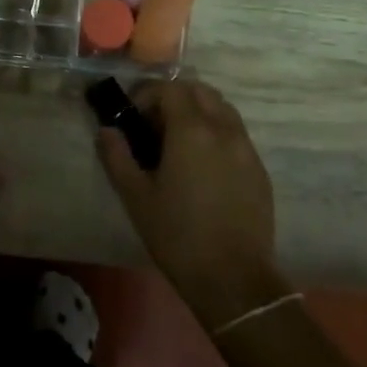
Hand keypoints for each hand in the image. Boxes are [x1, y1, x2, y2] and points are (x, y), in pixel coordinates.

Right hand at [94, 78, 289, 329]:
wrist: (233, 278)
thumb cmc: (177, 234)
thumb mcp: (136, 196)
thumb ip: (117, 156)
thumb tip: (107, 131)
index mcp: (192, 130)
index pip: (170, 88)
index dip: (147, 95)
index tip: (133, 118)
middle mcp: (224, 129)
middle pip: (200, 91)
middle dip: (174, 98)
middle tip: (154, 127)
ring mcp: (247, 148)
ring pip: (222, 110)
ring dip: (198, 113)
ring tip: (178, 145)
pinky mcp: (259, 169)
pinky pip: (236, 135)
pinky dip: (216, 134)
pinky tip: (202, 168)